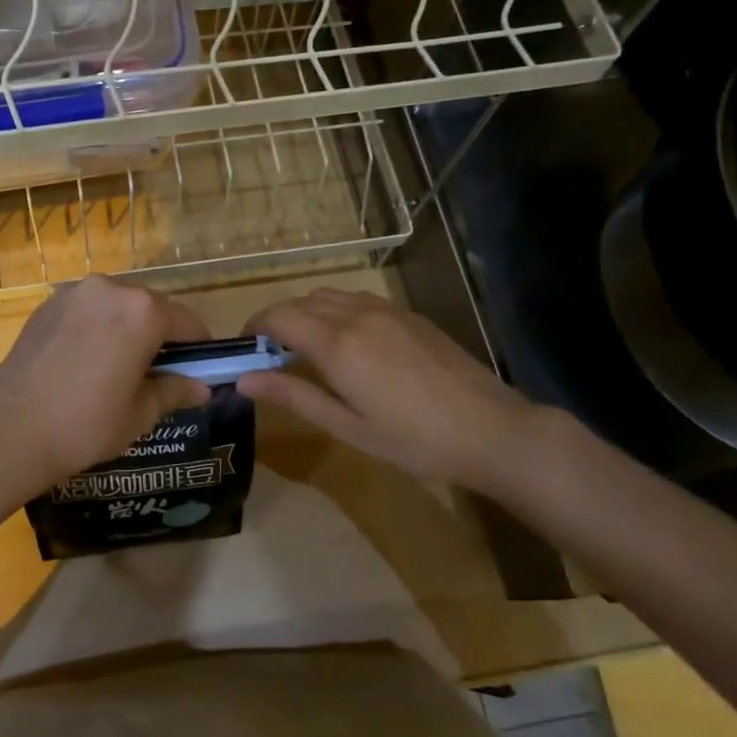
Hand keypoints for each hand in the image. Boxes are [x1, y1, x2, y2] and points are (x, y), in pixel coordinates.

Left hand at [0, 276, 212, 497]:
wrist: (12, 432)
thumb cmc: (87, 425)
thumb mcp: (141, 413)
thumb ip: (175, 391)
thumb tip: (202, 388)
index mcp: (142, 311)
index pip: (186, 323)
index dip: (197, 349)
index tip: (196, 371)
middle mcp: (110, 289)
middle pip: (150, 308)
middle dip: (159, 336)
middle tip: (155, 373)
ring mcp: (73, 293)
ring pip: (116, 307)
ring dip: (125, 329)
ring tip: (117, 368)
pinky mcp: (46, 305)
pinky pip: (86, 311)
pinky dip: (95, 328)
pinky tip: (85, 361)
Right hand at [240, 288, 548, 492]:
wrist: (492, 429)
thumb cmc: (414, 440)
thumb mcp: (348, 427)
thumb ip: (294, 397)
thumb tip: (244, 380)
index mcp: (337, 344)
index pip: (279, 317)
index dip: (254, 327)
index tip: (244, 348)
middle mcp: (357, 316)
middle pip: (301, 302)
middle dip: (278, 320)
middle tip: (271, 354)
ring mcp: (387, 311)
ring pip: (330, 296)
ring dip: (308, 313)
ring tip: (307, 347)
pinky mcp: (410, 315)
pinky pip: (359, 300)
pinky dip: (337, 311)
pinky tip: (349, 343)